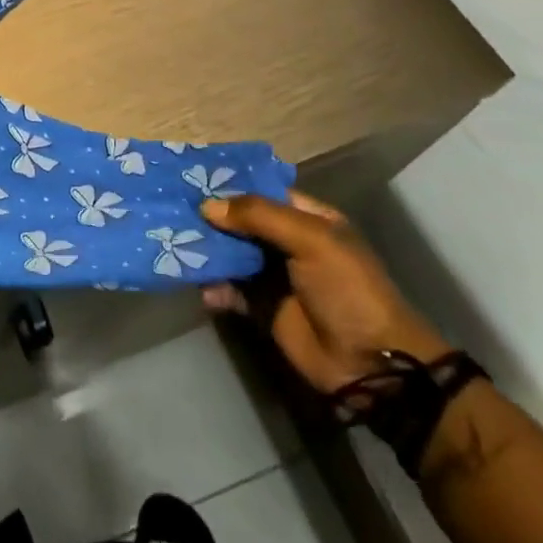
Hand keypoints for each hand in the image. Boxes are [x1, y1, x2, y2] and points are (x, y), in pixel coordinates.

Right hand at [200, 193, 449, 393]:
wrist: (370, 364)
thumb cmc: (347, 289)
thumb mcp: (311, 240)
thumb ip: (259, 216)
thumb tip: (207, 206)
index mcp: (308, 219)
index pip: (261, 191)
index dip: (230, 185)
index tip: (191, 178)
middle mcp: (288, 242)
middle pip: (240, 222)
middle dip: (210, 218)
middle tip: (171, 210)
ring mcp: (274, 276)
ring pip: (231, 254)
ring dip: (207, 252)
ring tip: (175, 246)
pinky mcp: (262, 308)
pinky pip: (230, 290)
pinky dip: (213, 288)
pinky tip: (202, 289)